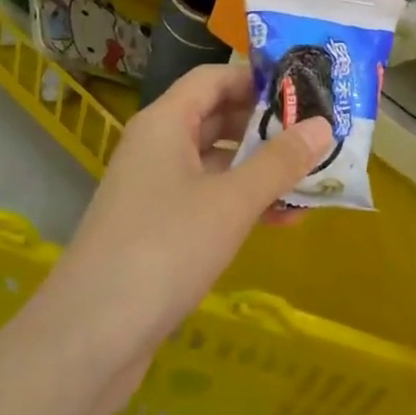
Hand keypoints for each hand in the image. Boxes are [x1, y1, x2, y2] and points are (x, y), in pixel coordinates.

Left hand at [40, 64, 330, 414]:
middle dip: (266, 126)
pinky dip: (242, 203)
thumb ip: (279, 162)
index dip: (257, 78)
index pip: (214, 79)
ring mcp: (155, 190)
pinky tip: (282, 221)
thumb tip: (324, 126)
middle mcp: (157, 147)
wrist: (91, 336)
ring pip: (216, 163)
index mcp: (165, 123)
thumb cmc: (164, 248)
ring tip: (312, 179)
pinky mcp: (158, 230)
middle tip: (317, 135)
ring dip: (260, 169)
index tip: (305, 90)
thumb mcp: (232, 201)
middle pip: (217, 118)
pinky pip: (208, 200)